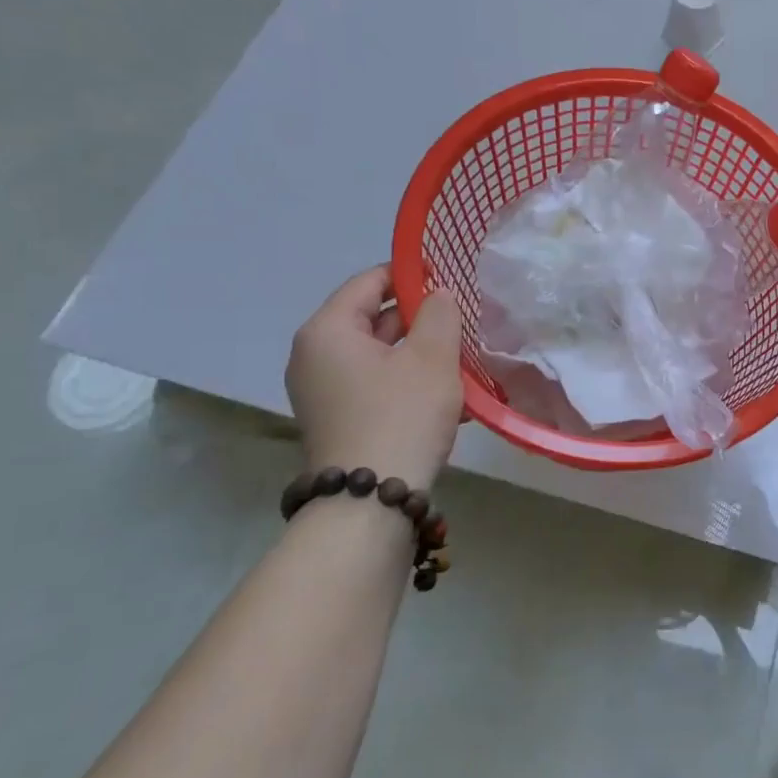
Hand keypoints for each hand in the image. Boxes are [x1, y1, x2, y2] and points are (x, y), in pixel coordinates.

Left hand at [286, 266, 463, 487]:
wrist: (371, 503)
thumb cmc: (402, 416)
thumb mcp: (432, 358)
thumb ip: (439, 314)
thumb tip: (437, 294)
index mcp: (328, 331)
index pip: (370, 281)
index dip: (411, 274)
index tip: (450, 280)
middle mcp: (314, 356)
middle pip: (373, 318)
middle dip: (420, 320)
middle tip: (463, 325)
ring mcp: (323, 391)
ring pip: (379, 355)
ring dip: (420, 355)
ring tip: (462, 364)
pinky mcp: (338, 418)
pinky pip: (376, 384)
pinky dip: (408, 382)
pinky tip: (449, 399)